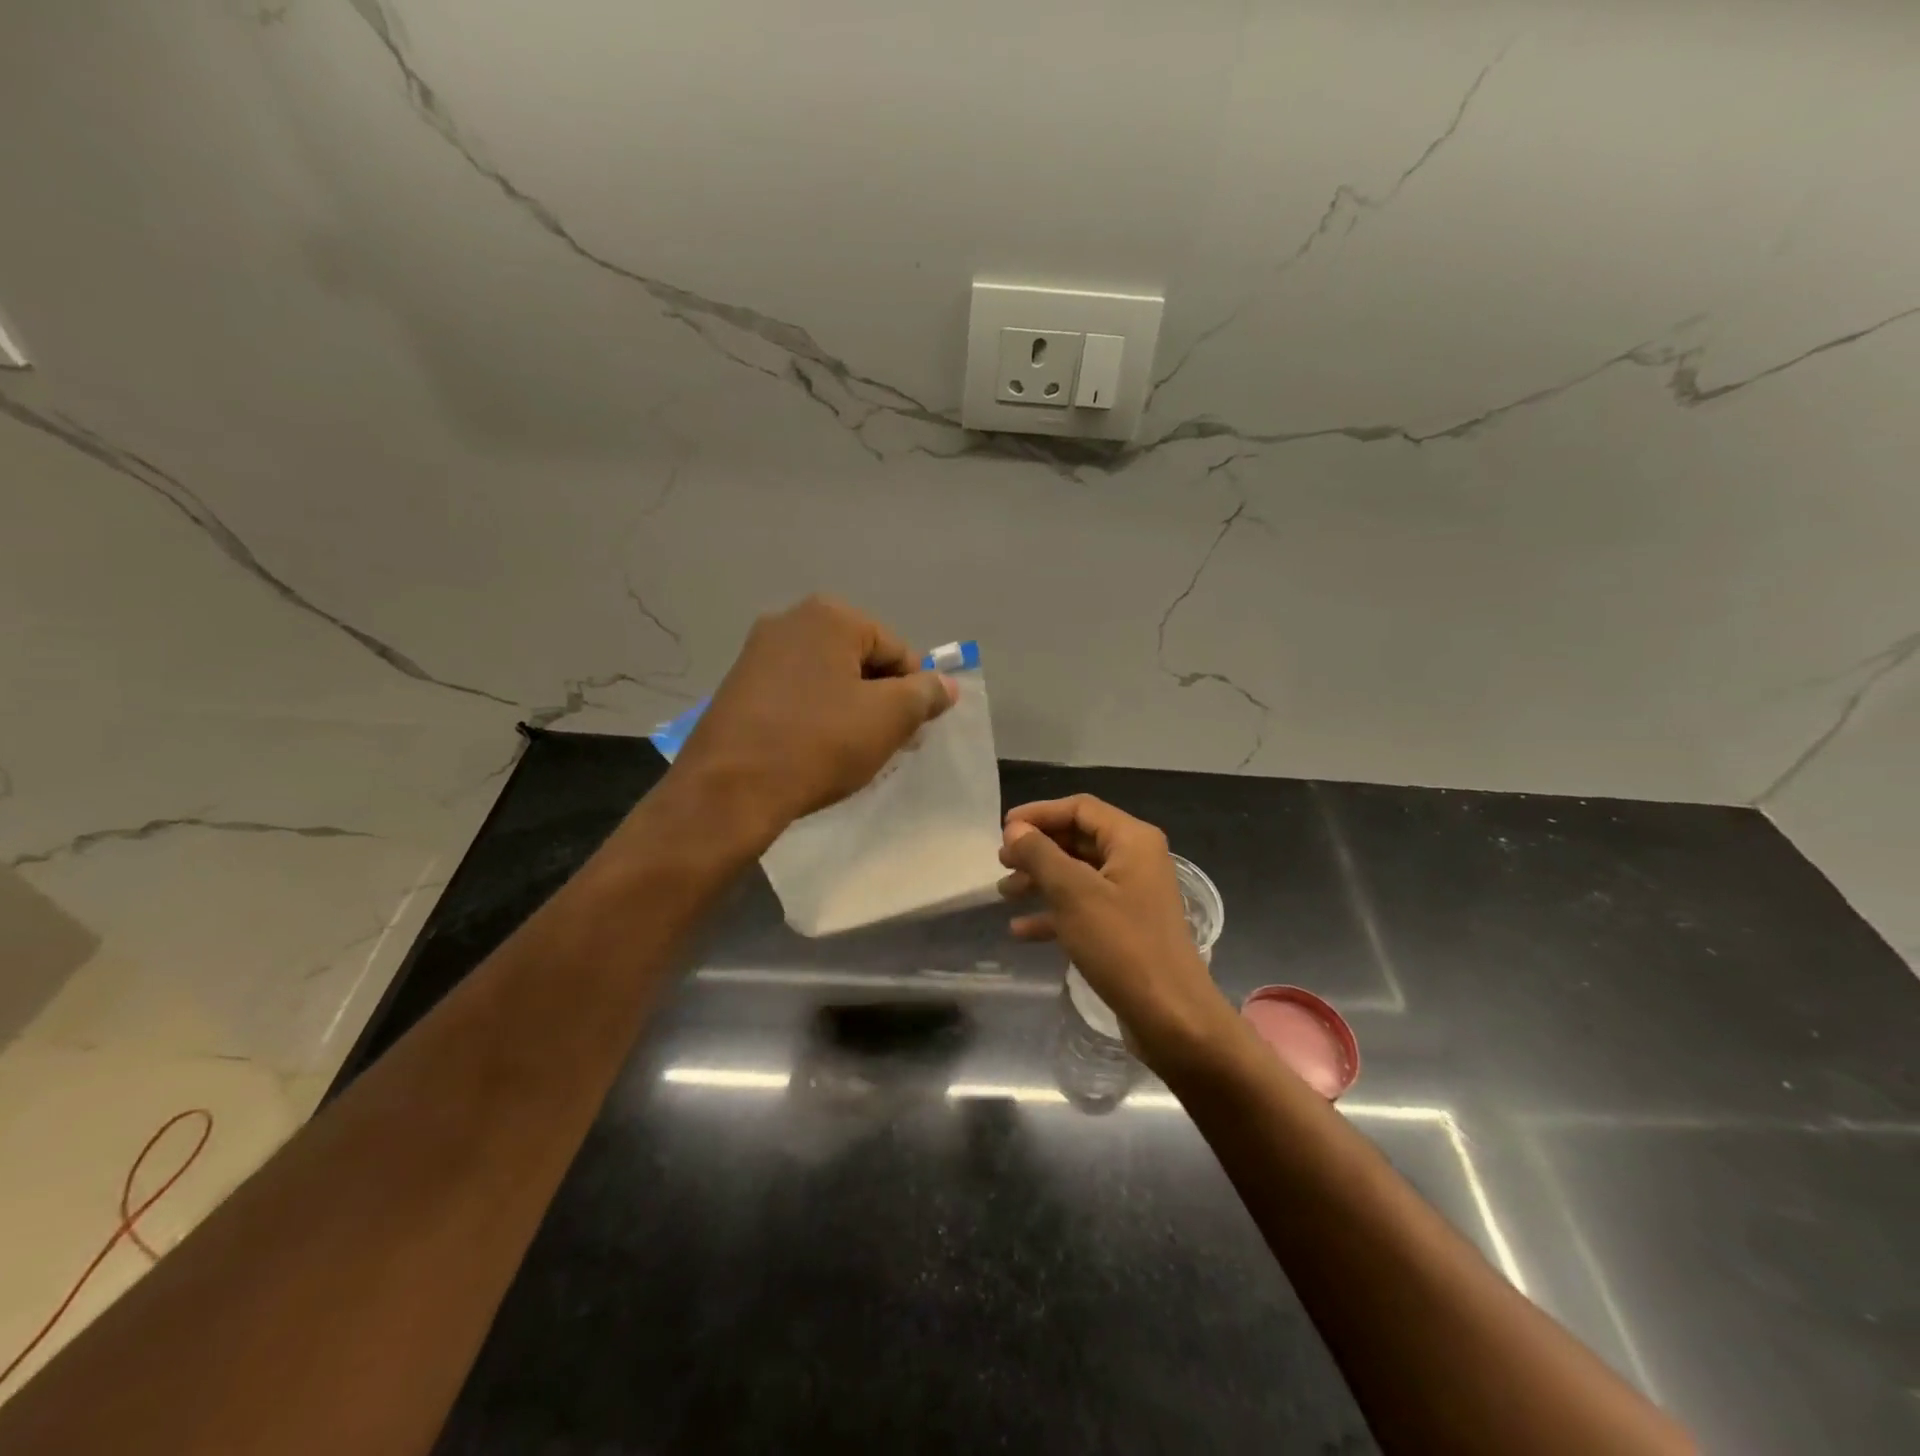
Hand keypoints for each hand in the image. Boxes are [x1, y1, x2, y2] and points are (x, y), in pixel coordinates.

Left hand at [669, 595, 956, 838]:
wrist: (729, 790)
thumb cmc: (819, 744)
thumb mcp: (889, 718)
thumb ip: (925, 694)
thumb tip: (946, 684)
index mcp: (830, 616)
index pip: (898, 650)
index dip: (913, 693)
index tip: (909, 733)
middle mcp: (790, 620)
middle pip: (861, 661)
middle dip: (880, 701)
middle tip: (882, 744)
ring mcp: (757, 652)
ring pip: (828, 679)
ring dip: (849, 711)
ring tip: (848, 752)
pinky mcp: (738, 685)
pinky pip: (796, 694)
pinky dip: (814, 717)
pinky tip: (814, 750)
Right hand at [998, 795, 1234, 1070]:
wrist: (1171, 1017)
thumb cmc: (1121, 945)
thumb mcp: (1073, 893)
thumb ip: (1040, 854)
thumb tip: (1015, 829)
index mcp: (1132, 840)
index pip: (1079, 808)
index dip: (1039, 814)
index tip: (1003, 830)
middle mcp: (1136, 860)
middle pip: (1078, 839)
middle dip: (1037, 849)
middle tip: (1001, 862)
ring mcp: (1132, 895)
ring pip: (1078, 875)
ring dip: (1040, 880)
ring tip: (1004, 893)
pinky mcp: (1126, 928)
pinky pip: (1084, 907)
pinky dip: (1054, 913)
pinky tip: (1021, 930)